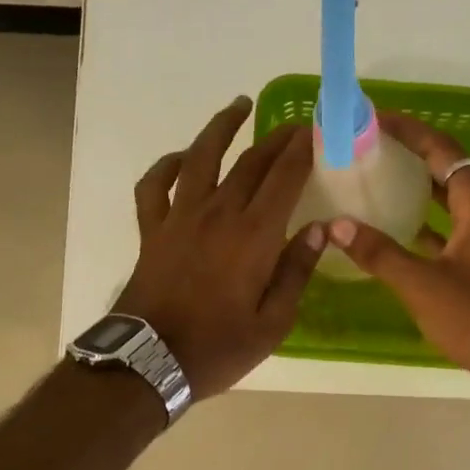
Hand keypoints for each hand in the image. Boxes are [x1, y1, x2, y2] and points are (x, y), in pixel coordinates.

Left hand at [116, 96, 324, 399]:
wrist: (149, 363)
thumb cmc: (218, 348)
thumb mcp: (273, 323)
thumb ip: (296, 272)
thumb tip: (320, 230)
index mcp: (254, 236)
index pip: (284, 178)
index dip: (302, 149)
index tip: (316, 130)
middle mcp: (218, 214)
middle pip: (250, 162)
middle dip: (276, 138)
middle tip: (294, 124)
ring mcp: (179, 218)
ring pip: (200, 158)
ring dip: (220, 128)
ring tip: (238, 106)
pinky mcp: (152, 229)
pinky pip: (153, 186)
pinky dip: (165, 165)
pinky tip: (180, 158)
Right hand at [326, 111, 469, 382]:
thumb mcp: (422, 284)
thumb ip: (379, 253)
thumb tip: (336, 225)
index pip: (443, 151)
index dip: (411, 132)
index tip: (377, 120)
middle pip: (449, 171)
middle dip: (412, 156)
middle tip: (372, 149)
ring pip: (452, 202)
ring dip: (420, 190)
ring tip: (380, 182)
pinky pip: (455, 229)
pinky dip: (429, 224)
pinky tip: (400, 232)